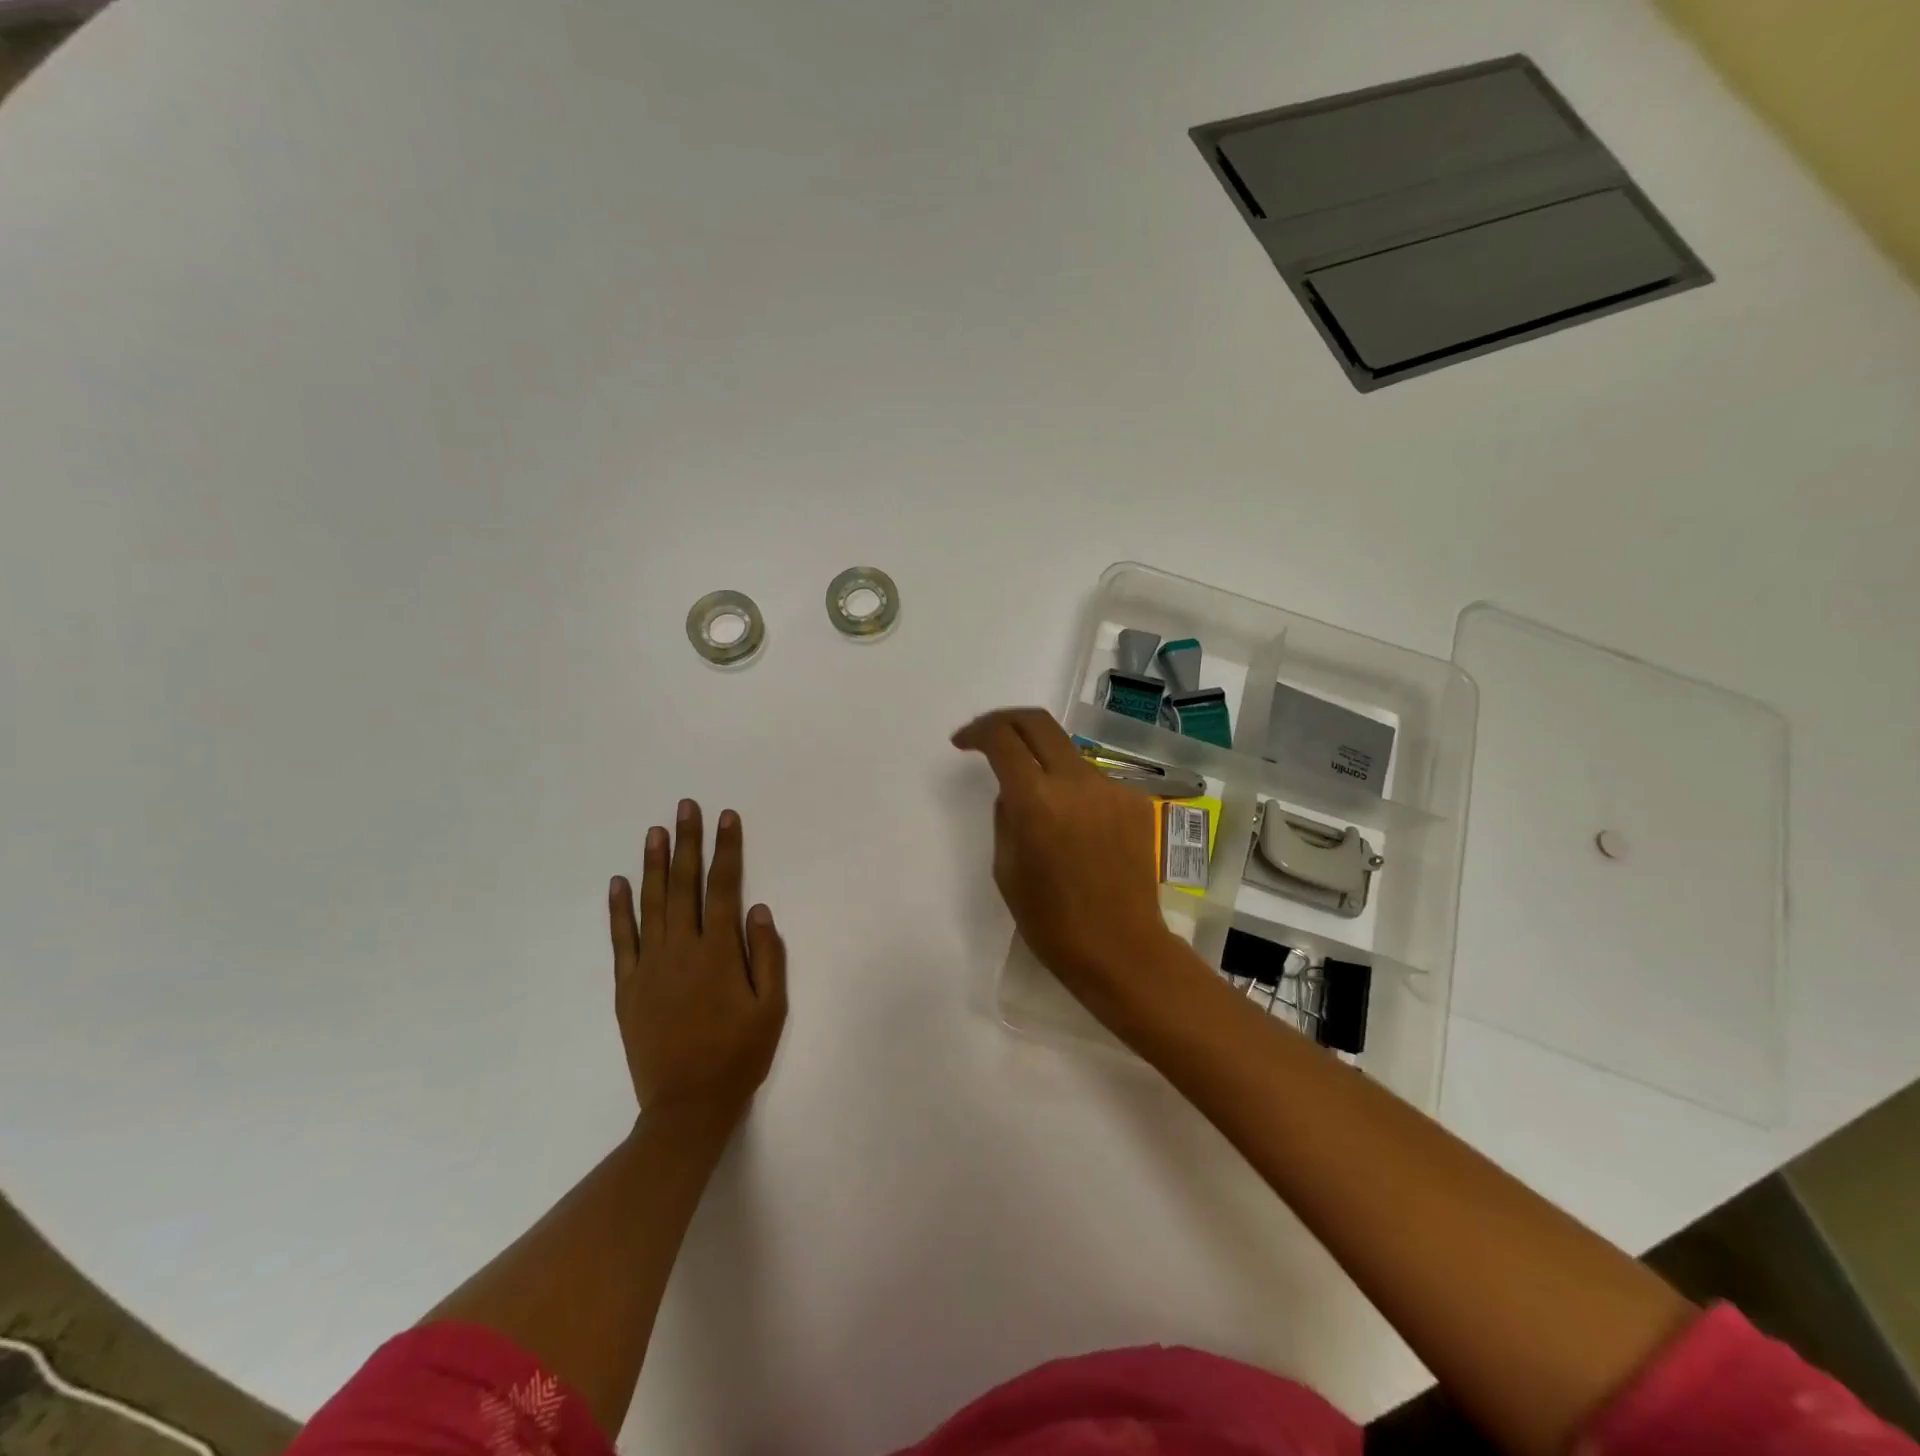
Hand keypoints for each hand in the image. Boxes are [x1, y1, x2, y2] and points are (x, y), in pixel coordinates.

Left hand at [609, 800, 787, 1122]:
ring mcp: (649, 966)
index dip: (726, 851)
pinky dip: (619, 909)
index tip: (726, 818)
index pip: (723, 888)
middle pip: (684, 885)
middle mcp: (681, 949)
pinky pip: (621, 940)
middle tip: (686, 807)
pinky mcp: (628, 986)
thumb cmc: (738, 1055)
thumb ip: (768, 956)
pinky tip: (619, 883)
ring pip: (651, 904)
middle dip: (687, 843)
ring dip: (653, 864)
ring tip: (655, 831)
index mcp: (719, 952)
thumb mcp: (772, 1008)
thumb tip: (759, 910)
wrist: (687, 1106)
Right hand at [952, 708, 1205, 1029]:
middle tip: (990, 737)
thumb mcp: (1006, 869)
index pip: (1003, 738)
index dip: (978, 732)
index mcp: (1036, 800)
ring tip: (1040, 807)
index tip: (964, 743)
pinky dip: (1075, 793)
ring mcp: (1112, 788)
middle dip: (1007, 721)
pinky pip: (1094, 782)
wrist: (1121, 948)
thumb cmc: (1051, 921)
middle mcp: (1077, 781)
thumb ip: (1006, 815)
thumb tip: (1015, 788)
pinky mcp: (1136, 802)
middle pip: (1038, 722)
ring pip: (1069, 754)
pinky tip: (1077, 832)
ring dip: (1045, 764)